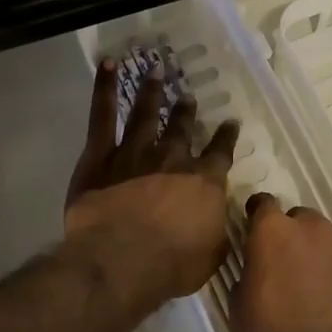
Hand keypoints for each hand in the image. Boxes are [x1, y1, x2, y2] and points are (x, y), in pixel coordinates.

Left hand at [64, 58, 239, 306]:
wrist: (122, 259)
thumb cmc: (172, 265)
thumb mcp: (212, 253)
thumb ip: (217, 230)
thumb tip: (219, 219)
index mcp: (204, 181)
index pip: (220, 152)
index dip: (226, 137)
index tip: (230, 123)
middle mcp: (173, 158)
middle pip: (181, 128)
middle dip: (185, 112)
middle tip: (187, 99)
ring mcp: (135, 152)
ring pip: (145, 114)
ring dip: (152, 93)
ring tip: (156, 73)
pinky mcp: (100, 156)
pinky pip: (102, 116)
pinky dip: (104, 88)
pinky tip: (108, 66)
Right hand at [230, 193, 331, 331]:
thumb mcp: (238, 301)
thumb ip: (251, 269)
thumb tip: (259, 264)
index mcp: (275, 231)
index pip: (263, 203)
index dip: (257, 216)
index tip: (253, 232)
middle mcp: (315, 231)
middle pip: (302, 219)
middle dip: (293, 235)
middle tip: (284, 265)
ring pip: (330, 242)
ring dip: (320, 256)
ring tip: (313, 288)